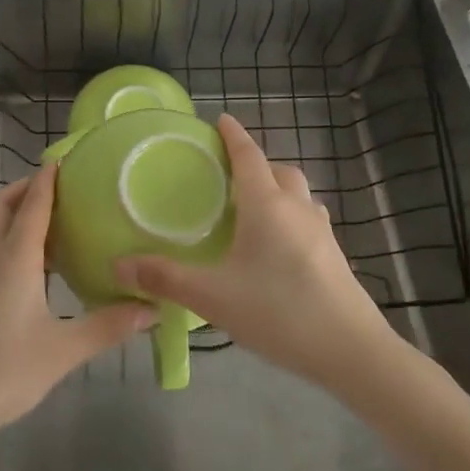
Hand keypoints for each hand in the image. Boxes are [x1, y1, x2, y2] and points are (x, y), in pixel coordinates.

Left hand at [0, 164, 155, 450]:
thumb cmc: (3, 372)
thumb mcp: (63, 351)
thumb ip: (107, 327)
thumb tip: (152, 309)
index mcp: (14, 259)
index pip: (33, 204)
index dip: (48, 178)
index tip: (65, 158)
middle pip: (3, 205)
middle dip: (26, 187)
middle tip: (60, 186)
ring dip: (18, 213)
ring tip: (55, 222)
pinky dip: (11, 240)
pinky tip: (34, 268)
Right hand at [117, 115, 399, 391]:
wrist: (351, 350)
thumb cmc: (278, 311)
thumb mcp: (213, 297)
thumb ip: (165, 279)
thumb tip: (118, 265)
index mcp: (267, 205)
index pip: (248, 156)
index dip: (233, 136)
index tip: (221, 120)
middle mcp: (296, 208)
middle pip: (278, 170)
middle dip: (255, 163)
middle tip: (228, 176)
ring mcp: (321, 231)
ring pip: (298, 194)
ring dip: (277, 189)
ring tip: (252, 209)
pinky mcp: (334, 255)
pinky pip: (308, 219)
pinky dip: (290, 216)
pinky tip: (277, 246)